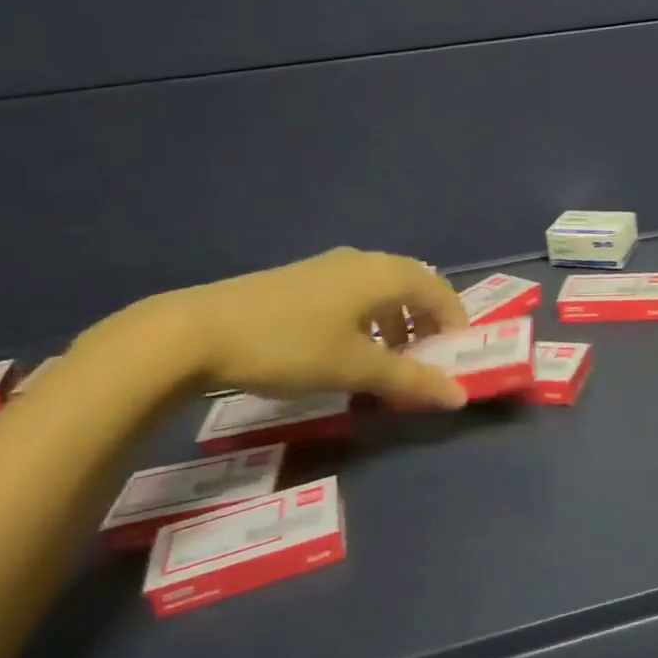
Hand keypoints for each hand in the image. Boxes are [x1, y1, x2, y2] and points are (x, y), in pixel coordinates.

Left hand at [165, 248, 470, 409]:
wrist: (197, 331)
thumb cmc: (290, 345)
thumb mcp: (355, 368)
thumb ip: (410, 380)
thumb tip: (459, 395)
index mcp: (383, 274)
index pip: (439, 291)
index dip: (455, 322)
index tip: (455, 358)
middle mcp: (361, 262)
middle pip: (413, 287)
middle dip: (427, 324)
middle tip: (426, 361)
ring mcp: (327, 268)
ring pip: (381, 291)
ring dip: (397, 324)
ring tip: (388, 362)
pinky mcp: (301, 281)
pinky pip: (354, 295)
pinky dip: (368, 321)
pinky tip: (347, 352)